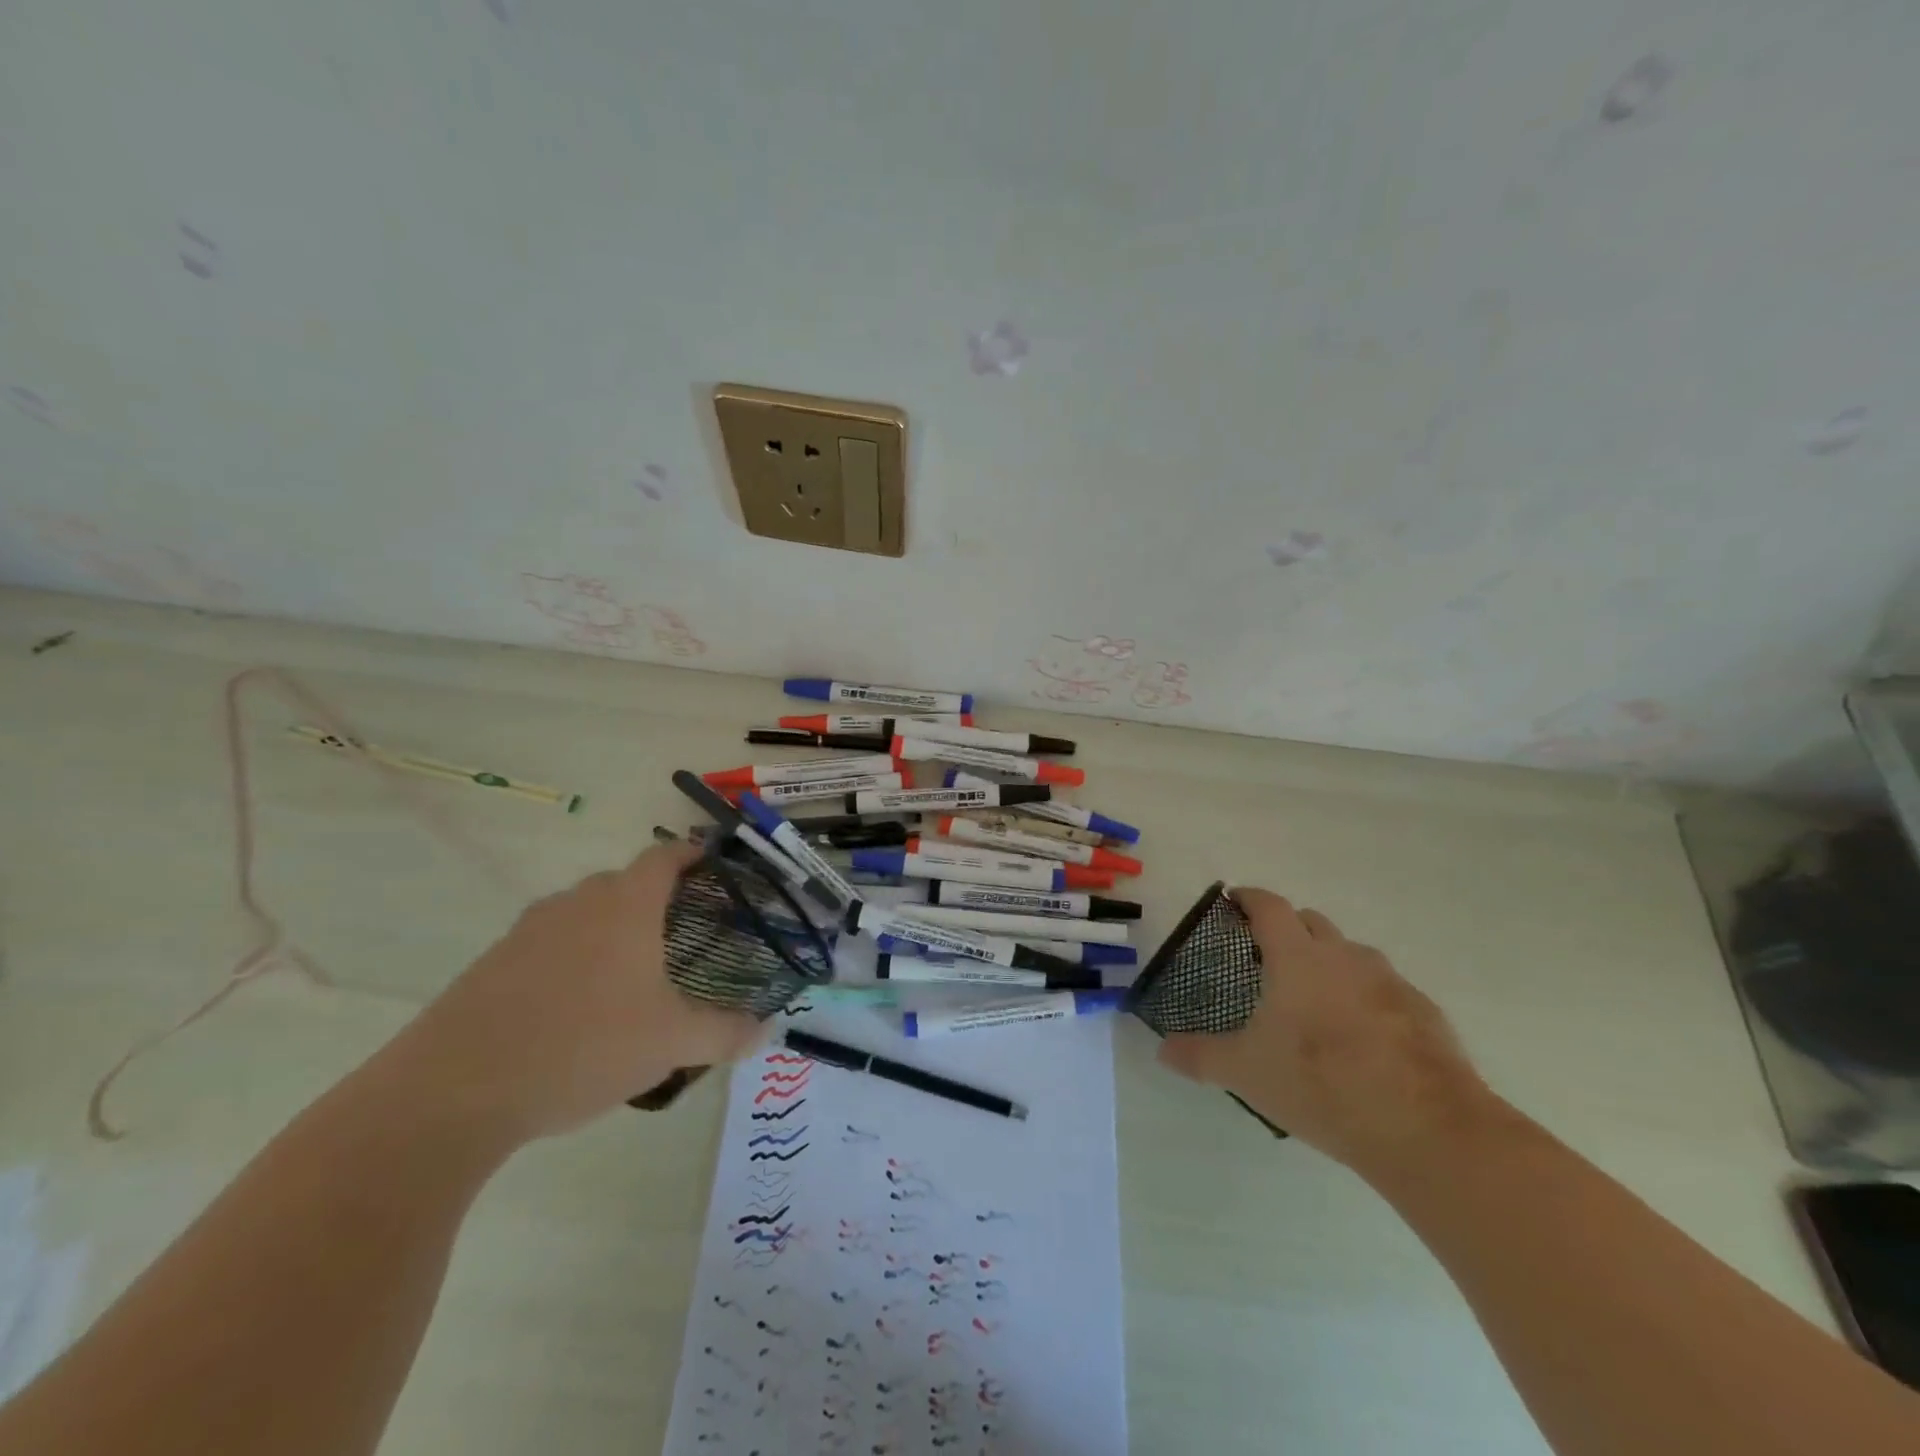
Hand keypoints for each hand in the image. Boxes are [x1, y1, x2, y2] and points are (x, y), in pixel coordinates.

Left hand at [387, 843, 763, 1147]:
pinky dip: (573, 959)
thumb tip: (769, 1032)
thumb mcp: (671, 1044)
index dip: (692, 855)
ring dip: (612, 930)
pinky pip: (548, 945)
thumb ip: (726, 1033)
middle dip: (656, 899)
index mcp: (625, 905)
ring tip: (633, 974)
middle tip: (684, 934)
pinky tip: (578, 1008)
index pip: (665, 857)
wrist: (451, 1092)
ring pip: (583, 914)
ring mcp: (527, 931)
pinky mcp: (491, 964)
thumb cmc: (582, 1046)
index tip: (714, 867)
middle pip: (624, 883)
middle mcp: (576, 903)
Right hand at [1158, 888, 1498, 1174]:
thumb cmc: (1321, 1084)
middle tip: (1268, 956)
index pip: (1270, 906)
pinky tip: (1362, 1038)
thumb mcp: (1246, 1072)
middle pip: (1312, 922)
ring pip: (1352, 954)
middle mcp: (1344, 957)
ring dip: (1330, 962)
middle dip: (1288, 928)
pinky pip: (1386, 989)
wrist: (1425, 1128)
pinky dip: (1367, 997)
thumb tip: (1162, 1049)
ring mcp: (1390, 982)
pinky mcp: (1425, 1013)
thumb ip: (1200, 1055)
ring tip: (1315, 999)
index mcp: (1297, 958)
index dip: (1249, 898)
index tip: (1234, 901)